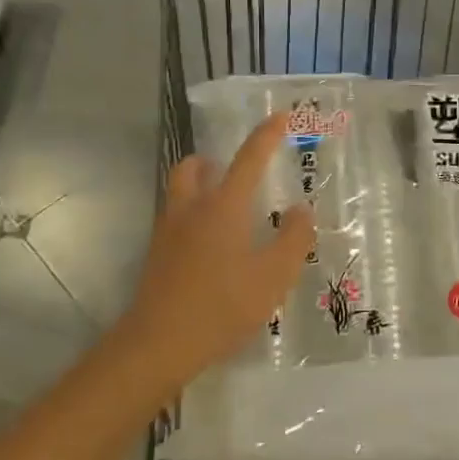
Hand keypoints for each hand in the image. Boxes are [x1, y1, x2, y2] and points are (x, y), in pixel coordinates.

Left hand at [119, 112, 315, 387]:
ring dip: (199, 183)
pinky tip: (209, 243)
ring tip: (224, 203)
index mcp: (224, 206)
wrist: (159, 343)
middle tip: (237, 169)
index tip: (279, 116)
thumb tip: (302, 210)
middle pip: (197, 166)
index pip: (249, 159)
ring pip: (180, 189)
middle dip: (216, 159)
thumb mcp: (273, 277)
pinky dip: (192, 213)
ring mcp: (168, 230)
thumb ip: (293, 239)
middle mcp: (192, 208)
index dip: (266, 135)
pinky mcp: (156, 253)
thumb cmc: (222, 306)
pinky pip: (175, 216)